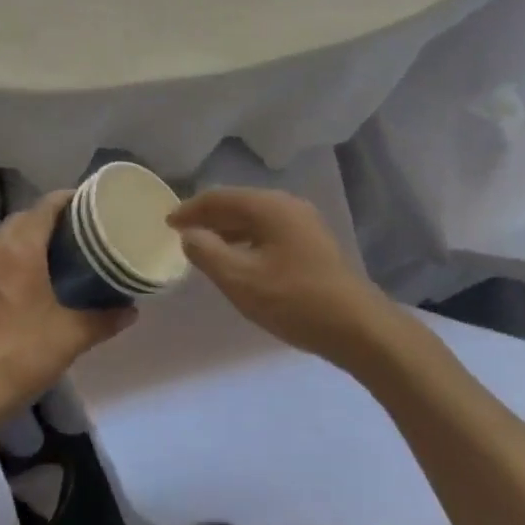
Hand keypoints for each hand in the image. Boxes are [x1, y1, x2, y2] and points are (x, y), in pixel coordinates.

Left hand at [0, 192, 133, 428]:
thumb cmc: (21, 355)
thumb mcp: (71, 337)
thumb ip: (104, 319)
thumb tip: (132, 311)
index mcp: (20, 250)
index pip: (45, 206)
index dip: (69, 199)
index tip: (91, 205)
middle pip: (23, 218)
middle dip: (49, 218)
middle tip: (78, 233)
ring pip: (3, 240)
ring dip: (26, 239)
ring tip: (54, 257)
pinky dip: (9, 261)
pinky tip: (25, 286)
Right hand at [166, 187, 392, 369]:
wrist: (357, 327)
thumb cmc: (293, 300)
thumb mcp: (240, 279)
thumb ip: (207, 252)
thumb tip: (190, 234)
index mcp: (269, 206)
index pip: (219, 197)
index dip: (190, 209)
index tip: (167, 223)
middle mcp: (288, 205)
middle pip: (238, 204)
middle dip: (208, 217)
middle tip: (182, 234)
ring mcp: (304, 223)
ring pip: (255, 219)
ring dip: (228, 230)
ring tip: (205, 248)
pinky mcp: (313, 244)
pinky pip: (270, 232)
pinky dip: (247, 240)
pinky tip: (239, 261)